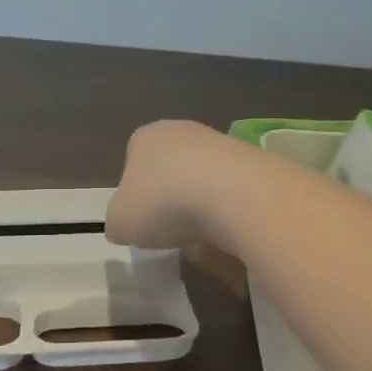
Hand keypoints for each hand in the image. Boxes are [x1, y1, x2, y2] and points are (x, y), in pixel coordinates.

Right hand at [106, 119, 246, 249]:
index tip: (142, 218)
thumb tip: (125, 225)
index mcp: (146, 137)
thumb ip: (118, 222)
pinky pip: (232, 193)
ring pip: (203, 182)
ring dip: (201, 209)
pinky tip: (228, 232)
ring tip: (202, 239)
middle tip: (171, 230)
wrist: (232, 194)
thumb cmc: (163, 202)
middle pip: (171, 169)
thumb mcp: (120, 222)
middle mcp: (183, 131)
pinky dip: (228, 213)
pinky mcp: (253, 161)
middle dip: (171, 200)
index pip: (133, 159)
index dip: (135, 192)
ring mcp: (221, 143)